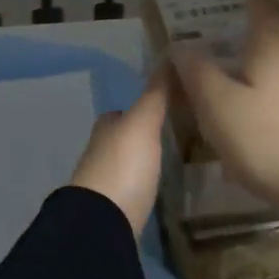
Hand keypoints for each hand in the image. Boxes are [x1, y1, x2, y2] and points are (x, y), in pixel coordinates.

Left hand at [69, 68, 169, 234]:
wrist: (103, 223)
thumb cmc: (123, 166)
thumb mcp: (143, 123)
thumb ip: (156, 94)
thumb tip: (169, 55)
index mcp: (106, 128)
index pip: (123, 112)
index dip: (142, 108)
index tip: (168, 107)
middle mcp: (100, 152)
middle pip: (124, 138)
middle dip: (144, 137)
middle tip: (177, 134)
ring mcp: (105, 183)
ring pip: (128, 163)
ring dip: (144, 161)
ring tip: (174, 160)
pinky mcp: (114, 210)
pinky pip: (131, 188)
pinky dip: (143, 184)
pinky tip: (159, 187)